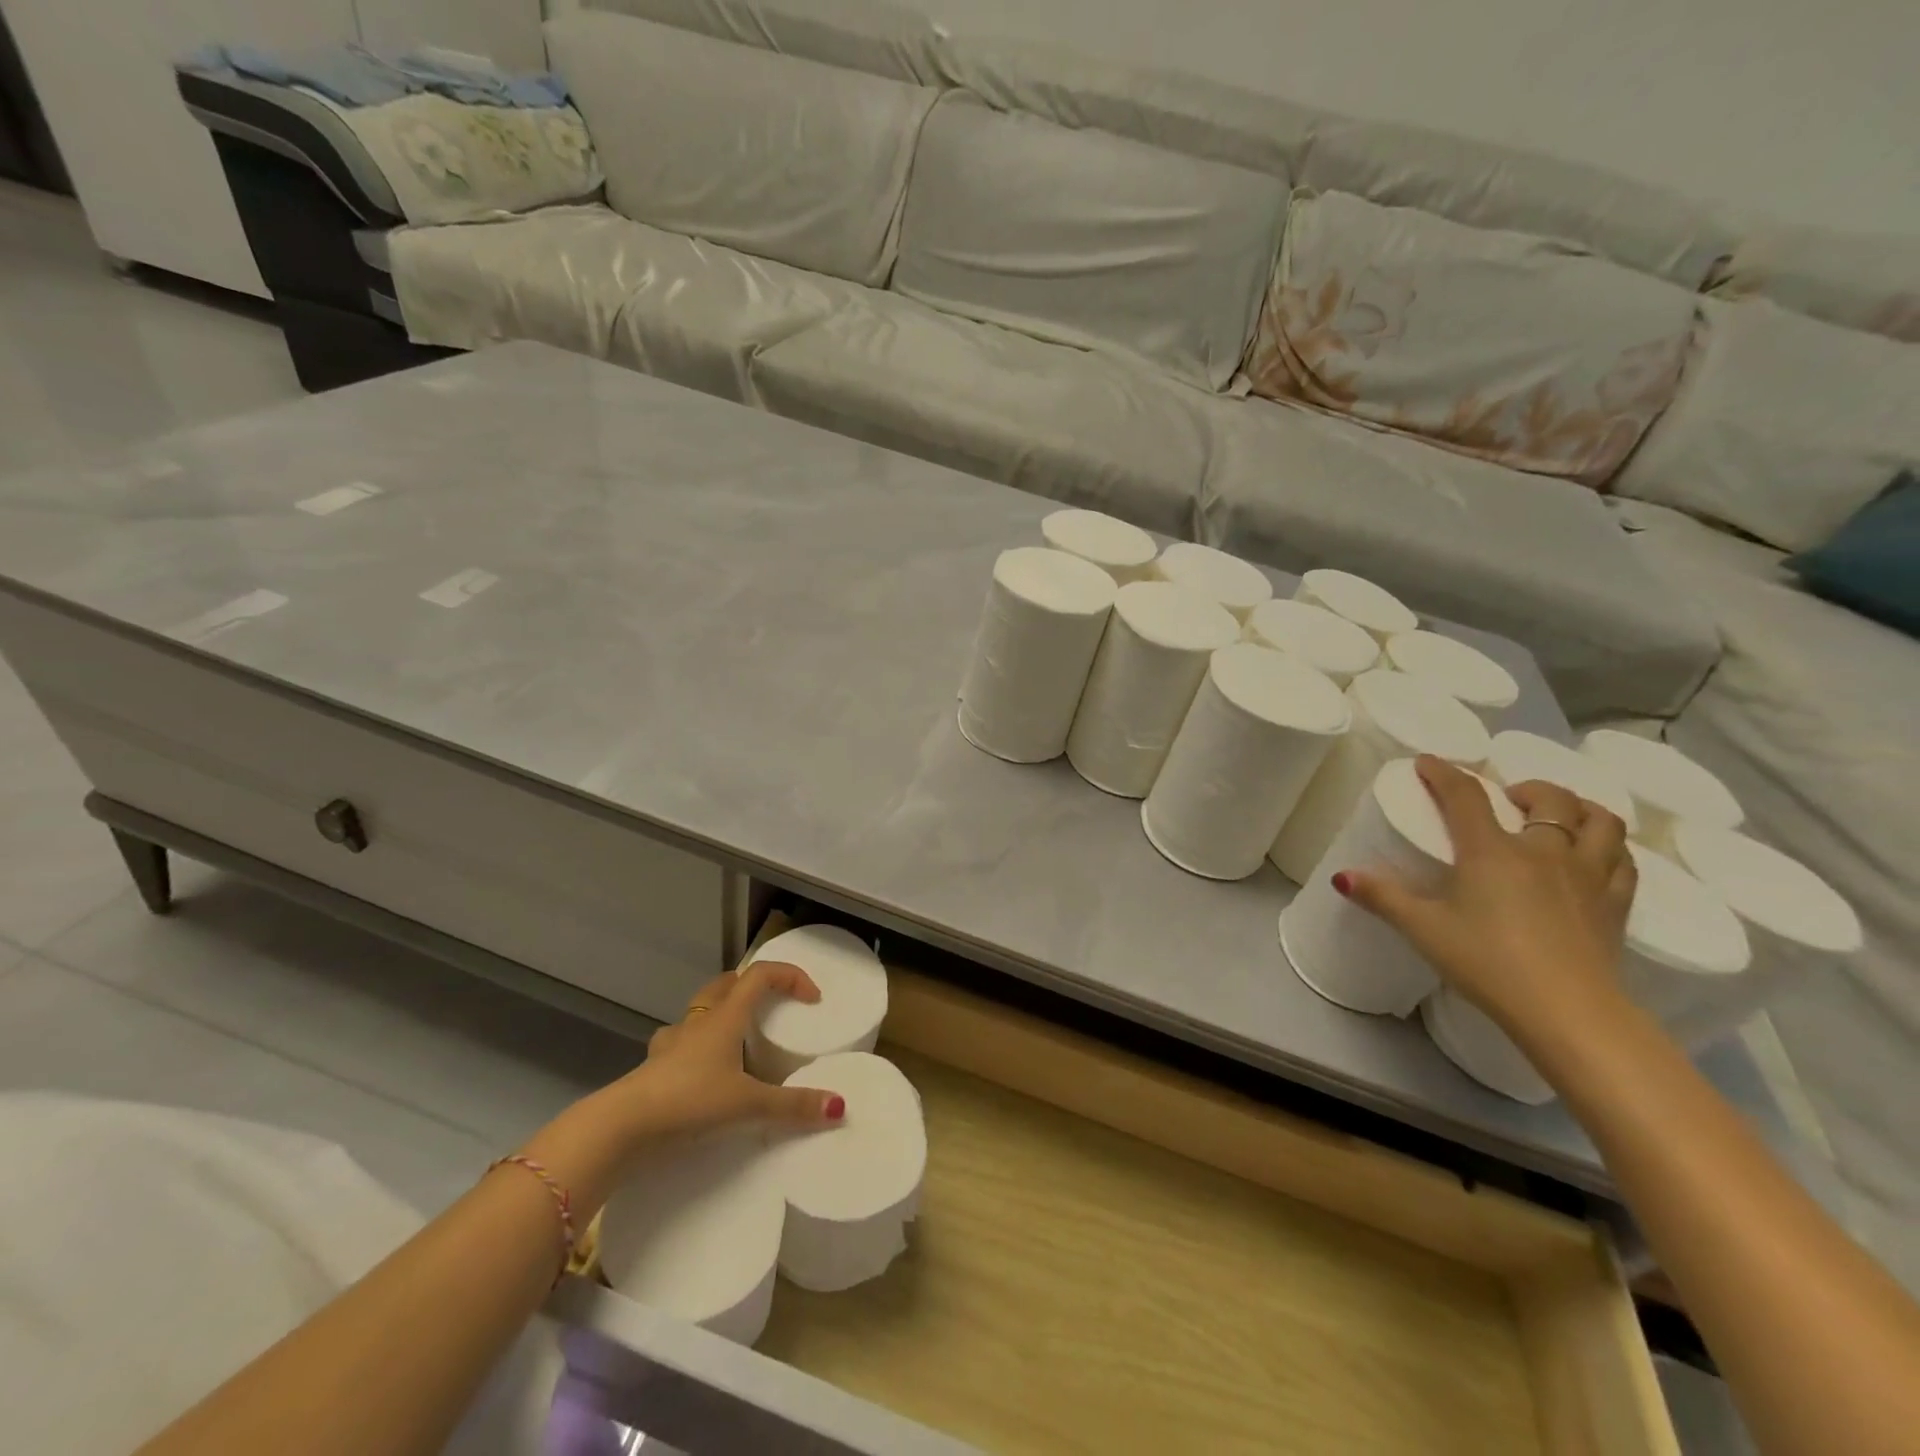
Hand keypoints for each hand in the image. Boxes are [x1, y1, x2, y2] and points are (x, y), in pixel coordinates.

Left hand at [616, 961, 847, 1139]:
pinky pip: (679, 1043)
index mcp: (725, 1017)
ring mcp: (672, 1042)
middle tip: (774, 1007)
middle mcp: (699, 1021)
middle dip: (753, 986)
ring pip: (700, 1011)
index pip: (761, 975)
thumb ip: (793, 1106)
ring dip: (722, 1013)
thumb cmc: (688, 1101)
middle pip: (727, 984)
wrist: (621, 1128)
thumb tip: (838, 1107)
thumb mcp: (748, 1105)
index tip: (811, 998)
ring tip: (738, 1038)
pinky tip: (701, 1070)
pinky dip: (695, 1047)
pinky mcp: (654, 1067)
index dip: (790, 976)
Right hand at [1338, 755, 1636, 1043]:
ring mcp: (1588, 876)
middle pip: (1550, 798)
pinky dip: (1608, 847)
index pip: (1465, 796)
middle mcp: (1544, 852)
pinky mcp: (1616, 905)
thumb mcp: (1424, 929)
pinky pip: (1624, 861)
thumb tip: (1342, 875)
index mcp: (1492, 852)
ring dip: (1579, 808)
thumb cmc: (1488, 963)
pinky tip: (1594, 857)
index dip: (1444, 773)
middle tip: (1508, 798)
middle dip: (1527, 787)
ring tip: (1558, 817)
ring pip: (1601, 822)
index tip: (1429, 762)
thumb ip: (1383, 897)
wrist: (1569, 1012)